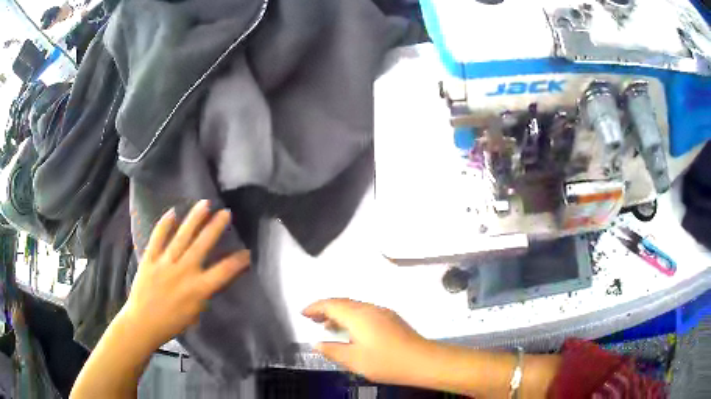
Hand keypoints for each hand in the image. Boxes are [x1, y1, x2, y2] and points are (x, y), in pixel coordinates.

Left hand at [120, 200, 249, 349]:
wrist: (143, 323)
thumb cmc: (171, 323)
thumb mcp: (194, 314)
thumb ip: (203, 294)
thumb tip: (208, 280)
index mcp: (198, 289)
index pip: (223, 271)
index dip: (238, 261)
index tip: (247, 252)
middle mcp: (184, 271)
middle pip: (203, 245)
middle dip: (216, 227)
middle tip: (226, 213)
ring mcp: (165, 262)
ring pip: (182, 236)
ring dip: (194, 219)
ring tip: (205, 204)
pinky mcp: (150, 258)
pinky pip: (158, 237)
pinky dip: (164, 224)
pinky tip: (172, 212)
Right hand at [302, 299, 430, 384]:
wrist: (423, 361)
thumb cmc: (386, 362)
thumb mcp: (354, 360)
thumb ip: (332, 350)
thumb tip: (316, 343)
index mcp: (358, 315)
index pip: (331, 305)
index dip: (315, 307)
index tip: (303, 313)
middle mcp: (370, 308)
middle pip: (343, 303)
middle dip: (325, 308)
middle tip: (312, 319)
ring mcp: (382, 312)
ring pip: (354, 307)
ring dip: (339, 313)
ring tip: (327, 325)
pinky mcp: (391, 319)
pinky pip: (364, 312)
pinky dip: (351, 317)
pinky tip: (351, 331)